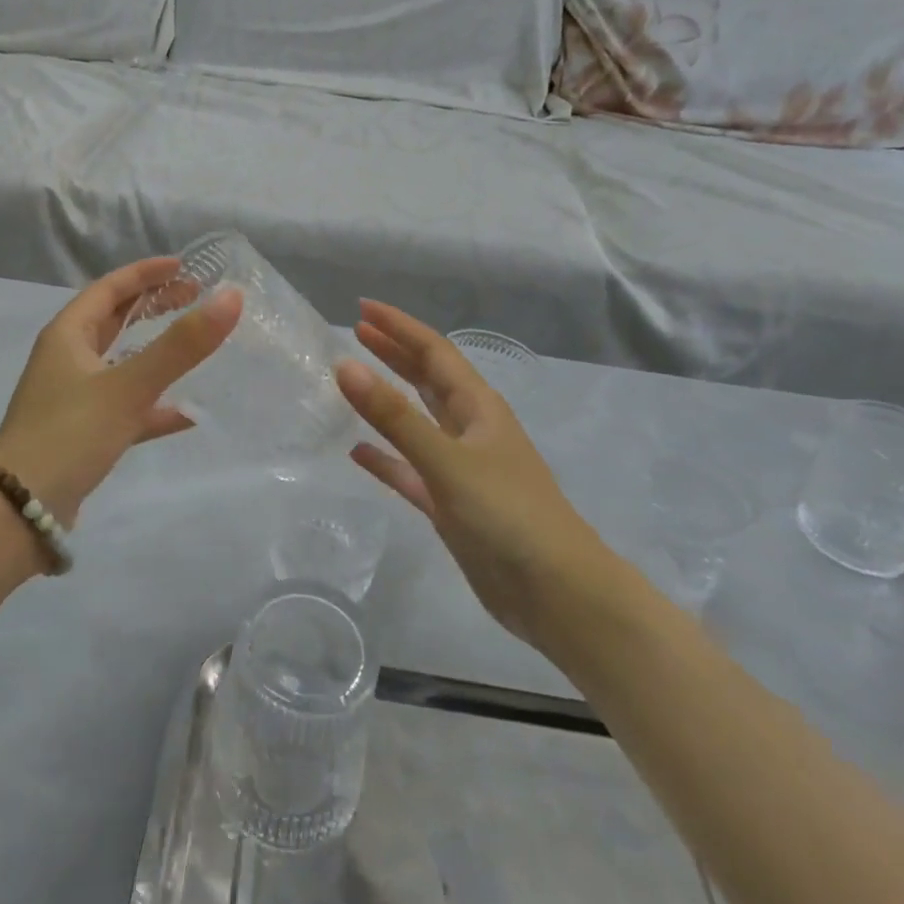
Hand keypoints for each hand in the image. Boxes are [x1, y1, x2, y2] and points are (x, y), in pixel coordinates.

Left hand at [0, 258, 241, 521]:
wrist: (18, 512)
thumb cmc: (70, 434)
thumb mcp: (128, 386)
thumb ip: (181, 345)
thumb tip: (231, 298)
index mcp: (68, 335)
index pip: (110, 288)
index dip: (146, 273)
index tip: (184, 266)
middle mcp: (67, 359)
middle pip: (114, 320)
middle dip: (153, 306)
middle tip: (195, 298)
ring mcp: (74, 398)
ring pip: (121, 362)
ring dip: (155, 352)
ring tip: (196, 345)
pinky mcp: (83, 433)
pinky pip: (125, 407)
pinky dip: (154, 405)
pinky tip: (188, 414)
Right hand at [336, 301, 599, 644]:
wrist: (557, 595)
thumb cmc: (508, 514)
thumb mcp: (447, 460)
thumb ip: (395, 416)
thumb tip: (346, 366)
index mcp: (477, 407)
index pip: (433, 351)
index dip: (399, 327)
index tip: (361, 308)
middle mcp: (469, 429)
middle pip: (426, 379)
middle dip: (393, 353)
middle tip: (355, 333)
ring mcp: (460, 468)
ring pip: (416, 421)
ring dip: (387, 400)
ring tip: (351, 380)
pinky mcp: (450, 504)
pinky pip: (409, 470)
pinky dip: (385, 458)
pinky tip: (357, 452)